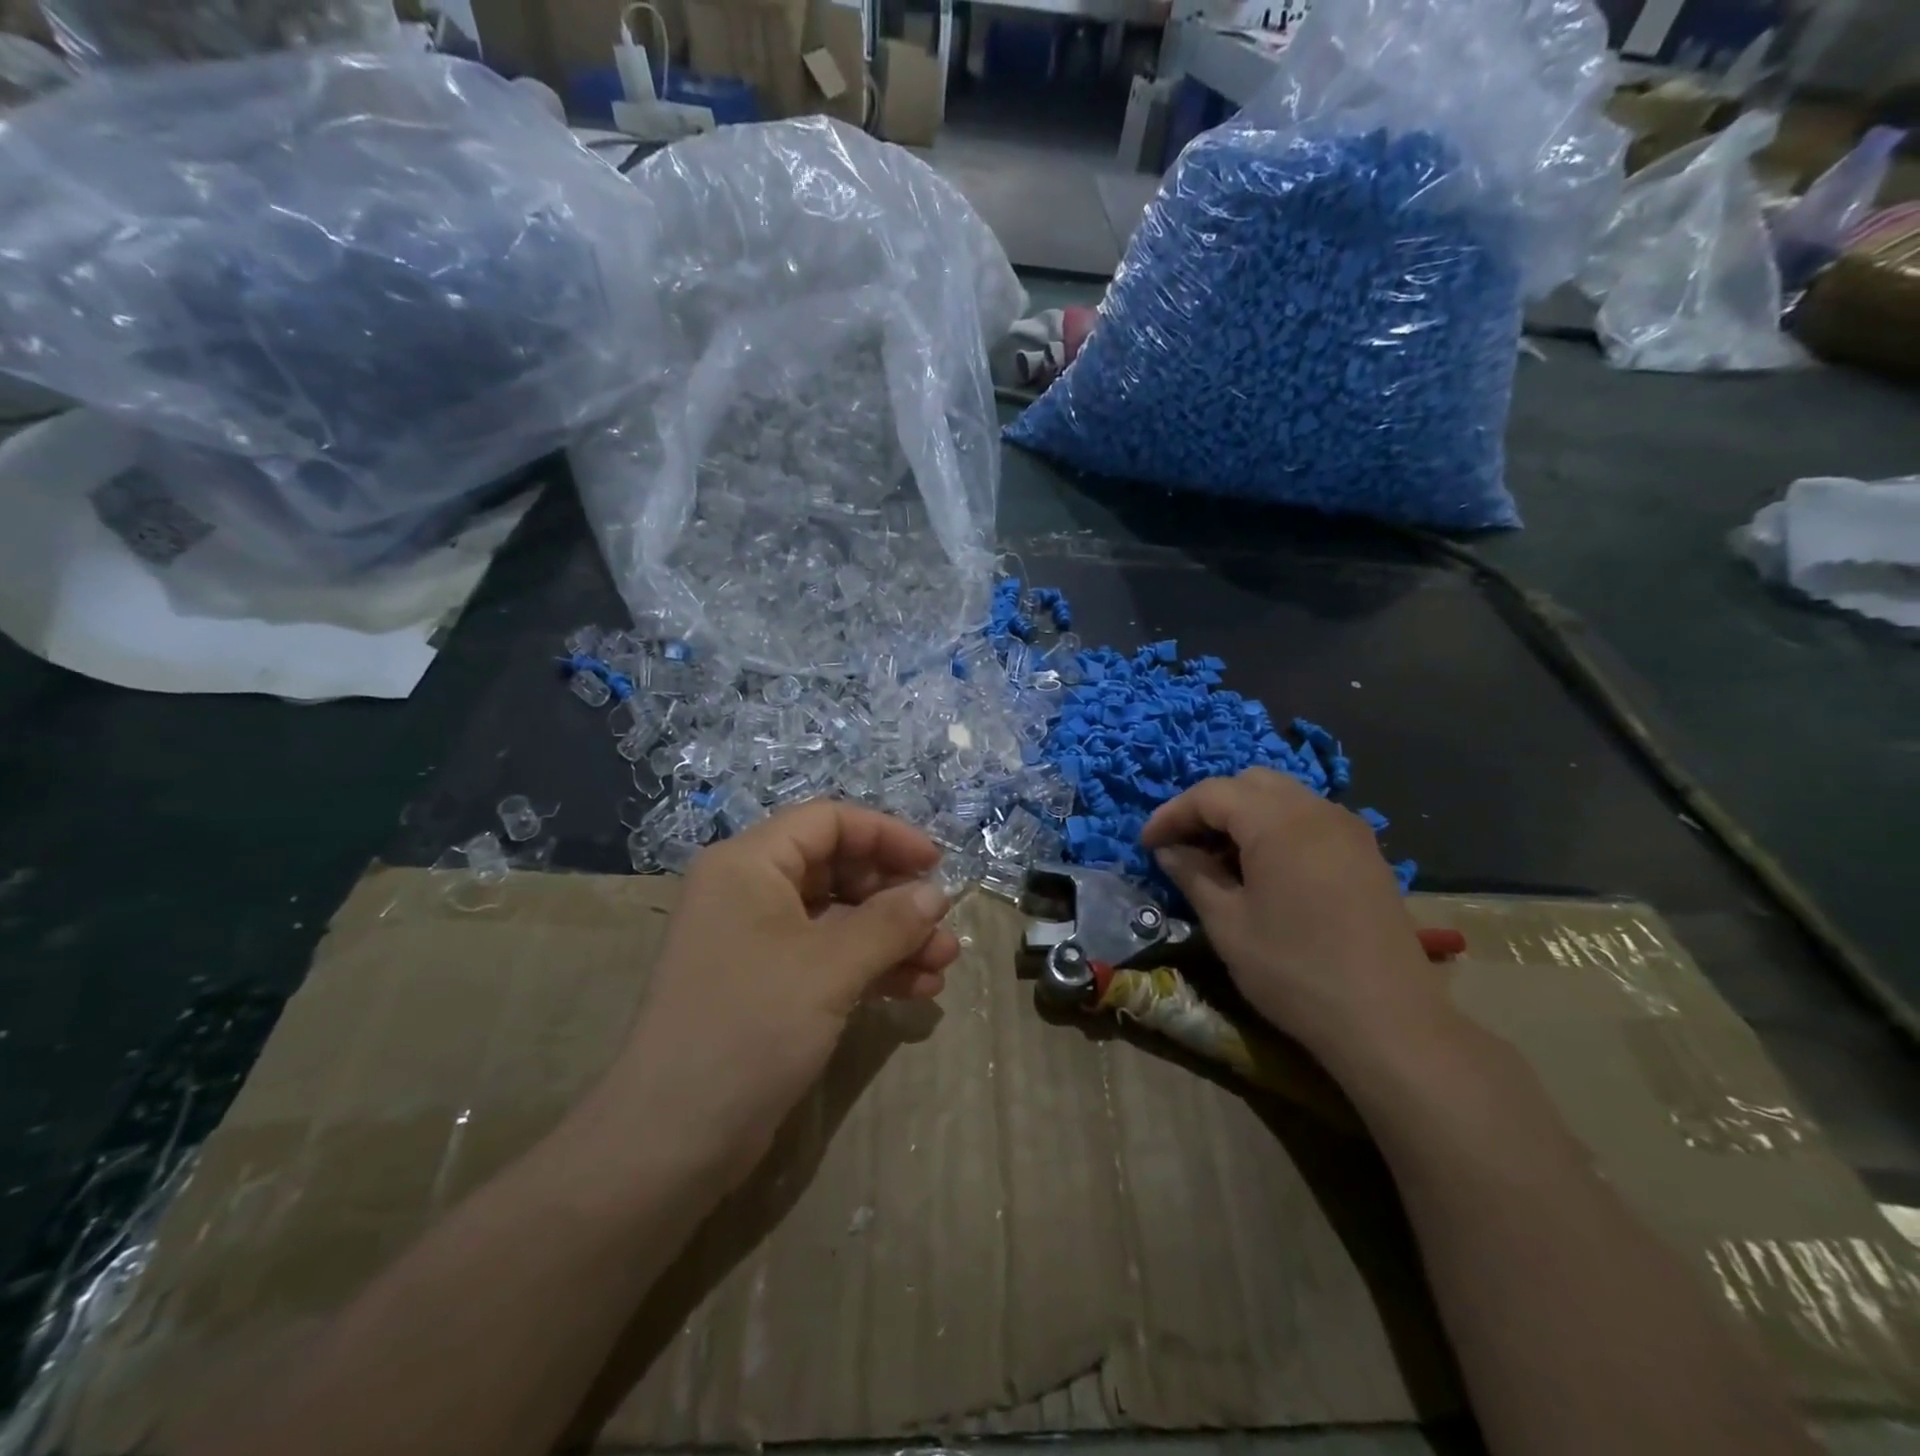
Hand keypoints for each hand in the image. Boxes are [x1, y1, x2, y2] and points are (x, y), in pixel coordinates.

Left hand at [612, 802, 959, 1186]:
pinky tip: (918, 990)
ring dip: (894, 936)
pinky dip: (872, 967)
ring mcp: (758, 941)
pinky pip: (829, 957)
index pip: (828, 821)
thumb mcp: (829, 967)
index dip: (887, 834)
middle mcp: (750, 891)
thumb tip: (937, 892)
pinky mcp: (768, 985)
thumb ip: (890, 922)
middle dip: (896, 896)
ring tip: (944, 963)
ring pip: (840, 917)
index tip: (938, 864)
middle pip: (838, 868)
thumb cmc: (749, 1028)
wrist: (672, 1141)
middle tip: (943, 925)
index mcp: (750, 864)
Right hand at [1140, 769, 1447, 1063]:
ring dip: (1244, 815)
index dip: (1172, 814)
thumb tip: (1168, 850)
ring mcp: (1348, 828)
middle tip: (1184, 845)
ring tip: (1221, 858)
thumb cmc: (1294, 971)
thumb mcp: (1228, 924)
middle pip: (1249, 783)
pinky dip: (1276, 827)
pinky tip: (1264, 868)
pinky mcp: (1366, 852)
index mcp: (1277, 822)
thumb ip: (1193, 875)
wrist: (1388, 1022)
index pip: (1210, 794)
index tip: (1147, 844)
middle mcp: (1316, 810)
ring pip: (1282, 796)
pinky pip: (1309, 818)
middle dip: (1209, 807)